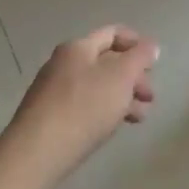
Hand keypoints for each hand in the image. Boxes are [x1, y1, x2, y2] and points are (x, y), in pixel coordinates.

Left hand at [6, 26, 158, 182]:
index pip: (112, 33)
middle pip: (106, 62)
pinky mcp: (48, 119)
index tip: (153, 62)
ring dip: (122, 97)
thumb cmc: (84, 107)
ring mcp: (53, 92)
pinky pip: (83, 106)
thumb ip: (140, 58)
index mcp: (78, 47)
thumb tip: (150, 46)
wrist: (35, 154)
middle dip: (132, 77)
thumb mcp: (121, 77)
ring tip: (139, 117)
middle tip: (150, 96)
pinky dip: (103, 111)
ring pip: (97, 87)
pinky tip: (112, 127)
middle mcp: (63, 64)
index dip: (136, 42)